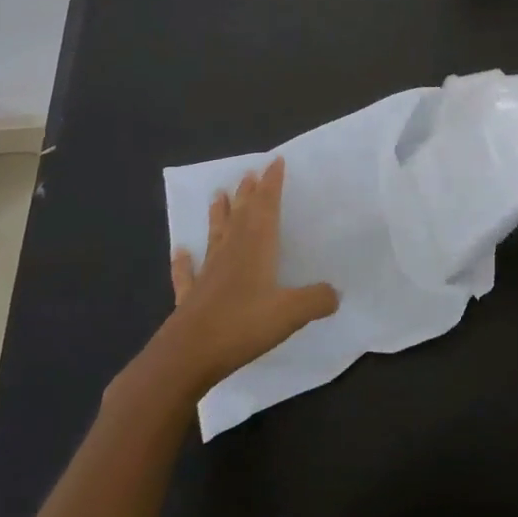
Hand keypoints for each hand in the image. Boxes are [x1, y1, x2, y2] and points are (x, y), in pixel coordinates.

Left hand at [134, 159, 337, 402]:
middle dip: (248, 193)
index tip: (274, 161)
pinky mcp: (190, 296)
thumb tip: (336, 293)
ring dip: (219, 214)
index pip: (266, 207)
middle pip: (241, 215)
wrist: (187, 355)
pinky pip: (188, 273)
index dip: (272, 184)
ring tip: (218, 195)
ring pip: (216, 235)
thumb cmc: (242, 325)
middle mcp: (231, 252)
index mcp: (256, 247)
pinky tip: (181, 251)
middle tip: (249, 173)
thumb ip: (316, 300)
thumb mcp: (291, 313)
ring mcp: (208, 273)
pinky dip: (184, 261)